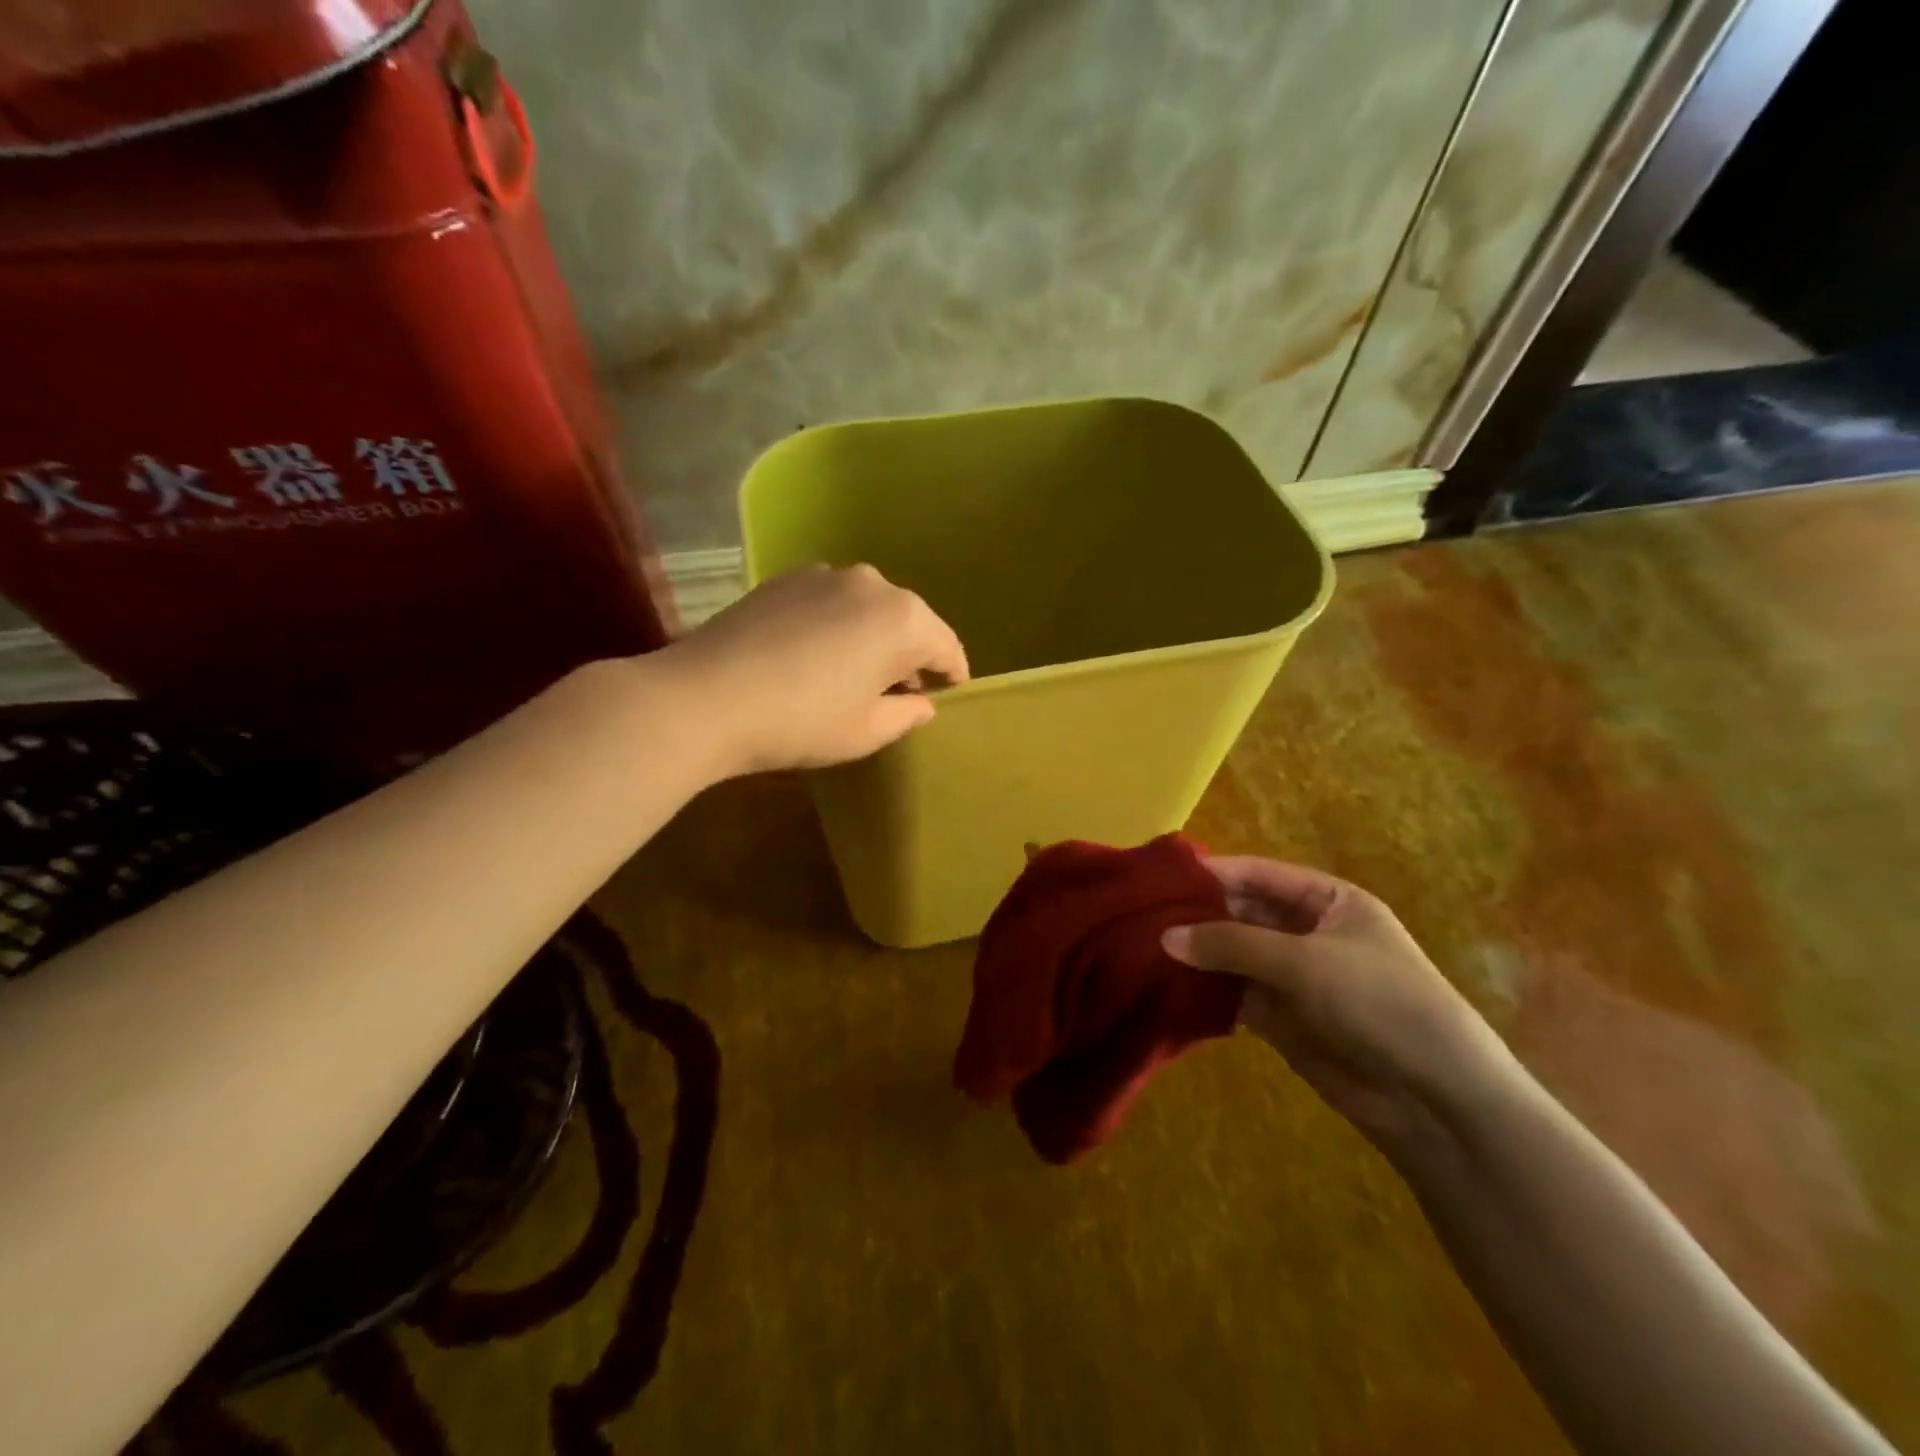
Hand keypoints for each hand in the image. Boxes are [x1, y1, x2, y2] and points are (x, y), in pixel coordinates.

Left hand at [659, 565, 969, 775]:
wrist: (705, 698)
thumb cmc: (801, 722)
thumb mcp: (866, 732)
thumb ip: (906, 714)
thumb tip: (921, 702)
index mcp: (904, 620)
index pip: (946, 647)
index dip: (952, 675)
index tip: (949, 694)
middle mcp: (872, 584)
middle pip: (908, 622)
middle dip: (911, 655)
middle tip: (901, 692)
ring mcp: (825, 575)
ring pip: (868, 608)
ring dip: (872, 637)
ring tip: (855, 673)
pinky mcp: (785, 579)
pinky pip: (831, 602)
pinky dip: (837, 625)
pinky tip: (815, 656)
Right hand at [1163, 858, 1514, 1151]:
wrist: (1436, 1098)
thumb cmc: (1379, 1002)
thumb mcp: (1304, 962)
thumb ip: (1231, 944)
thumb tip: (1164, 936)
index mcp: (1327, 900)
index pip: (1258, 874)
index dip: (1212, 873)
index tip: (1159, 878)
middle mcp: (1307, 931)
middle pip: (1241, 912)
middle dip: (1197, 915)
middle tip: (1140, 916)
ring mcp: (1293, 975)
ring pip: (1232, 954)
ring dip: (1196, 953)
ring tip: (1141, 947)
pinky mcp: (1282, 1017)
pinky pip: (1233, 993)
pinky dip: (1204, 989)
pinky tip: (1165, 985)